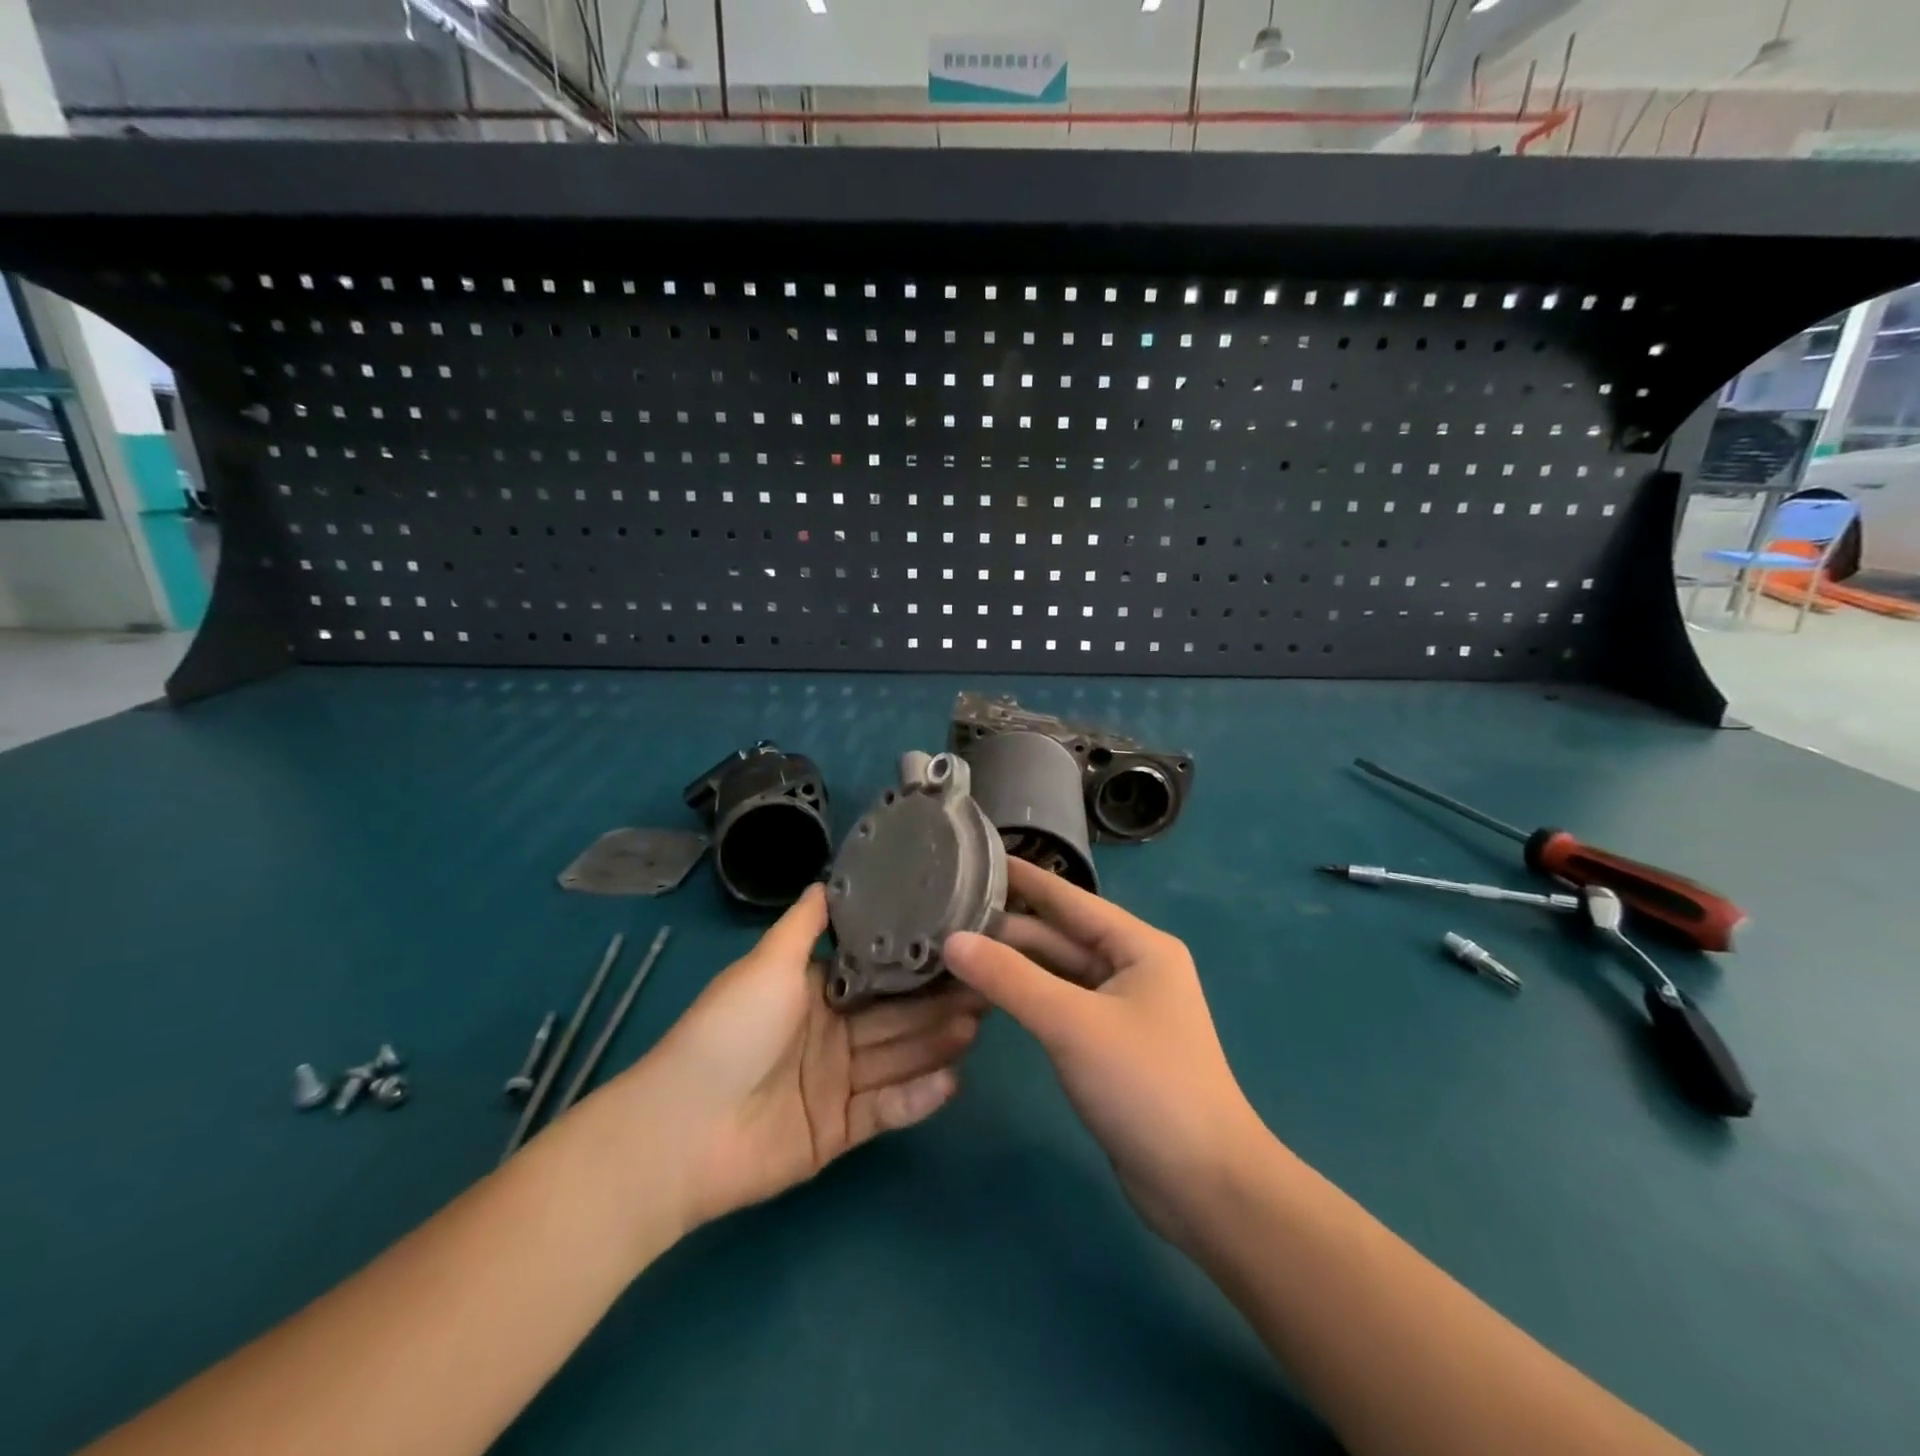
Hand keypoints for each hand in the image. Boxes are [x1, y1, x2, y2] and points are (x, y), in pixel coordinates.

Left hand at [634, 886, 986, 1230]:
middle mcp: (829, 1035)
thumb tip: (828, 879)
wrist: (681, 1130)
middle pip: (893, 1017)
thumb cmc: (730, 1031)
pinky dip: (917, 1097)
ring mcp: (835, 1086)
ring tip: (977, 1024)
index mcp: (813, 993)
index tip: (959, 948)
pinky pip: (885, 1110)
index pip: (875, 975)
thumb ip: (804, 923)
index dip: (914, 964)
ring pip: (896, 1059)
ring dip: (935, 1044)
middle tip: (986, 988)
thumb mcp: (767, 963)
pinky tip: (952, 1079)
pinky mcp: (837, 1133)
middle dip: (936, 1003)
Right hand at [943, 859, 1264, 1248]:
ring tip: (952, 951)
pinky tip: (984, 996)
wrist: (1204, 1186)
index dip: (1023, 878)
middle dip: (1006, 930)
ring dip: (1012, 966)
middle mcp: (1132, 968)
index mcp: (1138, 946)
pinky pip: (1059, 1006)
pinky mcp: (1109, 1046)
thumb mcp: (1072, 1023)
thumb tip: (951, 940)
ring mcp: (1121, 1009)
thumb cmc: (1146, 1085)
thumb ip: (1009, 979)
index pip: (1069, 899)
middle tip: (943, 917)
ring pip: (1056, 974)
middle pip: (1059, 938)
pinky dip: (1025, 999)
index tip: (976, 858)